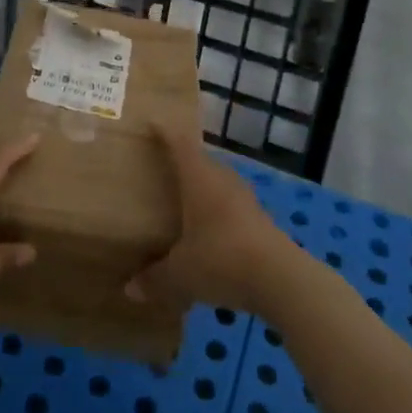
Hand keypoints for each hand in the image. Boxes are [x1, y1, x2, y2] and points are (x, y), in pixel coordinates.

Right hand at [124, 128, 296, 316]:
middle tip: (159, 168)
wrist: (281, 279)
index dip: (164, 132)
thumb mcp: (181, 274)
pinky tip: (208, 232)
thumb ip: (155, 279)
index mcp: (199, 177)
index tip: (151, 123)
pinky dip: (216, 211)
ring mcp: (244, 197)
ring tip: (182, 201)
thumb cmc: (222, 259)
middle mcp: (222, 178)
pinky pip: (230, 205)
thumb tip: (130, 289)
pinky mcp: (259, 218)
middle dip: (181, 162)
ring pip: (216, 183)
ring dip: (201, 188)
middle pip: (199, 160)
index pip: (179, 143)